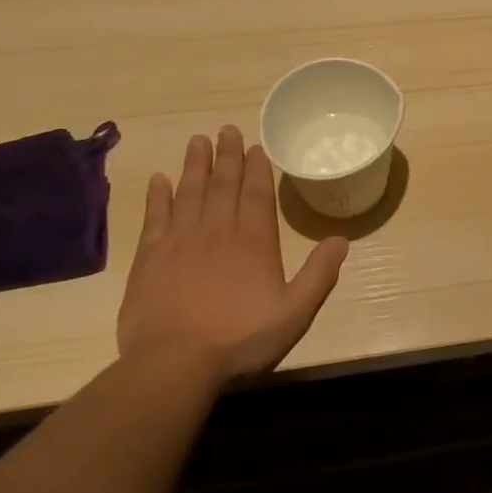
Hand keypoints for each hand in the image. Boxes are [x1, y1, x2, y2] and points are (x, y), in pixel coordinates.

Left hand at [116, 127, 348, 386]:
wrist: (174, 363)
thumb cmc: (240, 338)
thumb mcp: (294, 312)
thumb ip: (319, 275)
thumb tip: (341, 240)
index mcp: (253, 242)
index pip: (257, 194)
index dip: (257, 168)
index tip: (254, 146)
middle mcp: (217, 231)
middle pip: (223, 185)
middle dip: (227, 156)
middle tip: (226, 129)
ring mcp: (179, 242)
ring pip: (189, 193)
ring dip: (195, 165)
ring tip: (198, 141)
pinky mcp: (149, 258)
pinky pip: (155, 217)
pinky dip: (158, 196)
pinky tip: (160, 180)